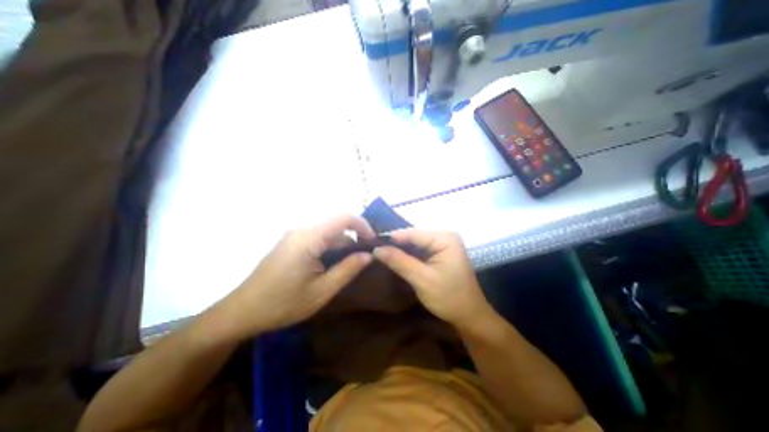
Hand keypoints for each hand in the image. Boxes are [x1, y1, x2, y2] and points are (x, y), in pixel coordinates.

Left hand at [217, 214, 375, 339]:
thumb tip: (369, 255)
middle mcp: (302, 229)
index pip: (344, 217)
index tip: (372, 243)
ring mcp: (295, 235)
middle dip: (354, 237)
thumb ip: (348, 269)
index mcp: (309, 237)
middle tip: (364, 258)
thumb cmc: (283, 303)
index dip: (363, 226)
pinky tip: (331, 264)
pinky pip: (317, 238)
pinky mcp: (291, 242)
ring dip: (341, 244)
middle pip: (337, 224)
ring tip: (349, 265)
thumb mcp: (322, 290)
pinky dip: (330, 247)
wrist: (242, 312)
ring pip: (328, 232)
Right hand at [373, 232, 491, 328]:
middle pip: (414, 236)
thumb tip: (377, 249)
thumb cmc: (449, 298)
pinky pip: (419, 250)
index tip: (371, 243)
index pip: (413, 233)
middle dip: (395, 244)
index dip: (392, 238)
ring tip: (380, 253)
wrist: (469, 315)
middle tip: (373, 249)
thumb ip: (400, 262)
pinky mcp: (439, 253)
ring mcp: (442, 244)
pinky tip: (394, 258)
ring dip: (399, 249)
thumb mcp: (422, 280)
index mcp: (445, 238)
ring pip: (415, 243)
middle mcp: (444, 236)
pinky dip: (407, 255)